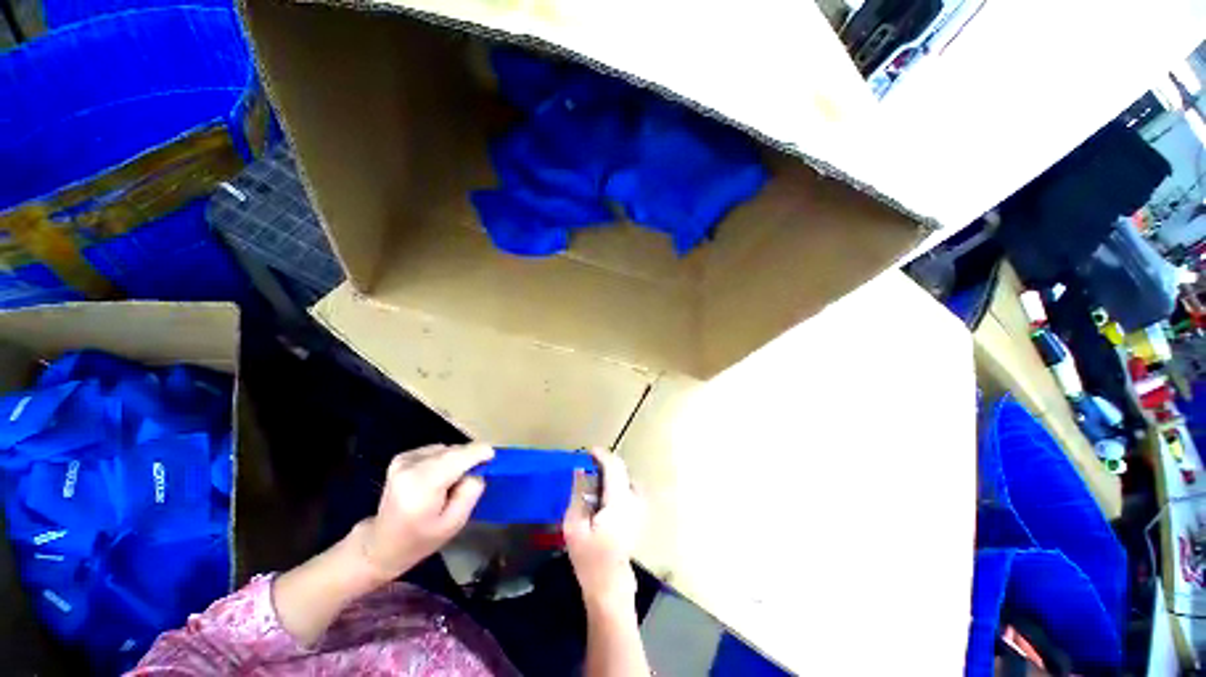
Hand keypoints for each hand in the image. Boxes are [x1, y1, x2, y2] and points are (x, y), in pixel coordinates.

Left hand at [356, 443, 493, 580]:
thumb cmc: (420, 539)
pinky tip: (437, 477)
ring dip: (456, 460)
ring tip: (451, 482)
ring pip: (447, 449)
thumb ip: (470, 493)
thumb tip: (477, 470)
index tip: (493, 458)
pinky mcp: (402, 457)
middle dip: (469, 459)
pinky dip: (443, 459)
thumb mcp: (454, 524)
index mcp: (423, 485)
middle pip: (454, 451)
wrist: (381, 544)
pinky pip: (436, 450)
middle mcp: (411, 466)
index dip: (480, 453)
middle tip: (471, 479)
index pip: (459, 456)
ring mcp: (404, 459)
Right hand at [563, 450, 644, 610]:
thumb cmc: (590, 559)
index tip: (587, 451)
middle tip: (587, 467)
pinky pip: (629, 489)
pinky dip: (617, 485)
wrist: (611, 586)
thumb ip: (577, 494)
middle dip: (605, 464)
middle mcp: (634, 499)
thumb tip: (579, 471)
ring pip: (626, 479)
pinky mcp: (640, 515)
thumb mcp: (574, 526)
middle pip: (622, 470)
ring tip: (594, 482)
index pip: (614, 466)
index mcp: (619, 500)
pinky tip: (604, 498)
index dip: (601, 455)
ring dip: (611, 475)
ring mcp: (640, 507)